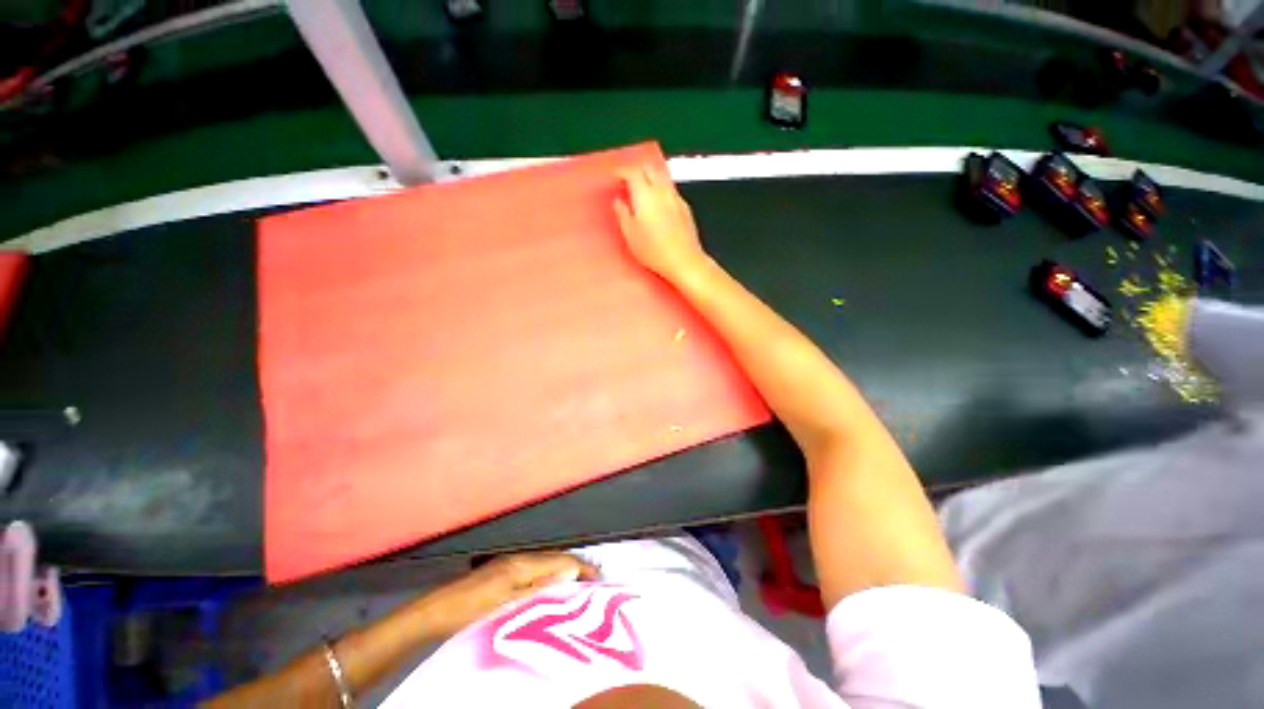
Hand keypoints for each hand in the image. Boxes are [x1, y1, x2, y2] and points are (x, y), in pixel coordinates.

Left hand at [428, 552, 599, 636]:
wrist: (436, 611)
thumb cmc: (470, 612)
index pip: (562, 562)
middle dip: (578, 567)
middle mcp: (520, 557)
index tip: (600, 579)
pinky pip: (537, 568)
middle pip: (557, 558)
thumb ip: (539, 590)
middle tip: (596, 581)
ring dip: (566, 571)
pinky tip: (555, 585)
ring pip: (548, 563)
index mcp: (523, 564)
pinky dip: (551, 574)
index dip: (582, 569)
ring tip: (582, 583)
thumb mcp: (507, 605)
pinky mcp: (505, 570)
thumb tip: (568, 578)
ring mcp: (512, 562)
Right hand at [615, 164, 709, 283]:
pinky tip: (657, 202)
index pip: (632, 171)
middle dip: (637, 169)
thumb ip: (623, 214)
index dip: (622, 171)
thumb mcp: (631, 235)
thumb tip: (619, 202)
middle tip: (627, 179)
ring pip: (662, 176)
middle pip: (649, 167)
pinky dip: (661, 188)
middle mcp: (662, 191)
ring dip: (650, 177)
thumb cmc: (654, 251)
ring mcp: (676, 197)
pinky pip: (670, 189)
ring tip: (642, 189)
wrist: (684, 261)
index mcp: (645, 195)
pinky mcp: (685, 207)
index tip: (615, 176)